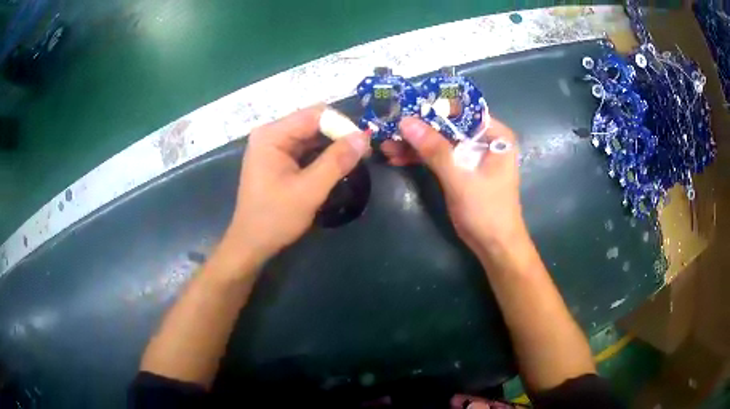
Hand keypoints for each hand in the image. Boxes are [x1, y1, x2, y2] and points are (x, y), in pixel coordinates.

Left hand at [222, 105, 370, 268]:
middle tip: (363, 153)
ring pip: (311, 135)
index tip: (364, 144)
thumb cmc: (275, 218)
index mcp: (272, 135)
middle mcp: (271, 133)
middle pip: (313, 123)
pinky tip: (337, 166)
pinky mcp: (277, 158)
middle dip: (338, 135)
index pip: (315, 115)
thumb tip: (363, 137)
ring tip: (355, 160)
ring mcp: (273, 146)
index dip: (342, 125)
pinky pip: (305, 148)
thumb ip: (337, 161)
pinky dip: (322, 155)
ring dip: (333, 145)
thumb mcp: (309, 190)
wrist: (251, 243)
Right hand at [393, 117, 525, 256]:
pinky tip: (397, 158)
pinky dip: (420, 158)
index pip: (463, 110)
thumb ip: (434, 149)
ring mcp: (472, 156)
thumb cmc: (486, 211)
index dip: (434, 107)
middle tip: (390, 128)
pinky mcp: (462, 171)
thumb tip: (405, 121)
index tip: (406, 107)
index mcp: (494, 135)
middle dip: (419, 129)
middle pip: (448, 126)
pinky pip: (439, 158)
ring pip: (440, 142)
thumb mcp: (460, 178)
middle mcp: (485, 141)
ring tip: (387, 145)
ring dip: (415, 145)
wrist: (494, 246)